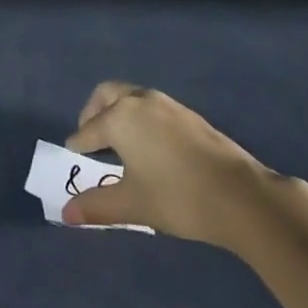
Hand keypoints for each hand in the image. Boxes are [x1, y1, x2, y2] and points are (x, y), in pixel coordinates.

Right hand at [61, 82, 280, 250]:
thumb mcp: (132, 204)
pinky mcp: (189, 115)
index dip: (78, 145)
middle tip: (91, 138)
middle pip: (106, 95)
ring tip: (119, 143)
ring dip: (118, 112)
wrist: (240, 195)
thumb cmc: (177, 197)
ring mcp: (167, 104)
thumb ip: (96, 206)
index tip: (72, 155)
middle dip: (94, 113)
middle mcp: (139, 101)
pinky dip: (141, 118)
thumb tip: (66, 212)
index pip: (88, 130)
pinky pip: (152, 107)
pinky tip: (150, 146)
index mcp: (119, 117)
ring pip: (132, 97)